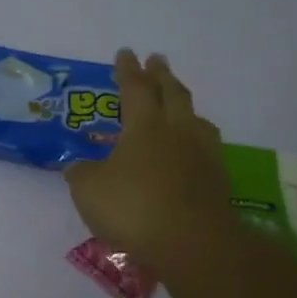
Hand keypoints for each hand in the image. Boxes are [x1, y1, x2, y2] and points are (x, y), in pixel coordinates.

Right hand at [64, 50, 237, 266]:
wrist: (193, 244)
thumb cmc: (133, 208)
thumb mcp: (88, 190)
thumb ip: (82, 172)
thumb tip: (79, 166)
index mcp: (144, 126)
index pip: (134, 89)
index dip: (127, 71)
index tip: (125, 53)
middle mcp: (177, 131)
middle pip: (172, 94)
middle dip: (161, 75)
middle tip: (157, 60)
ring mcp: (202, 155)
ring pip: (195, 118)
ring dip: (184, 105)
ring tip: (179, 103)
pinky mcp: (217, 180)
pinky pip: (205, 146)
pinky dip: (194, 138)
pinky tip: (190, 149)